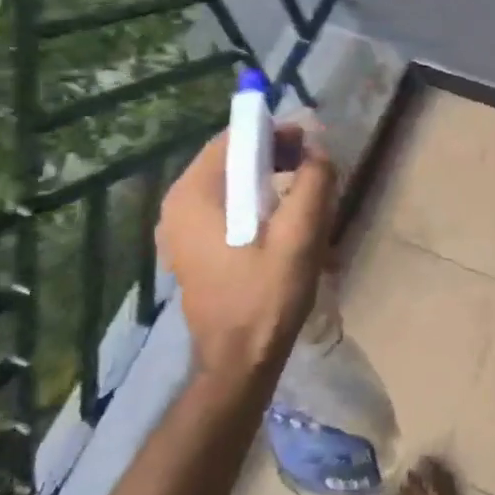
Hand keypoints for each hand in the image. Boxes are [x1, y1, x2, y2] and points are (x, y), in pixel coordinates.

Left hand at [156, 123, 336, 380]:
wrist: (239, 361)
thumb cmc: (267, 297)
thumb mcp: (300, 236)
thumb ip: (313, 183)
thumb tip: (317, 150)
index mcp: (193, 195)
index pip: (233, 139)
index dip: (275, 133)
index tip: (311, 145)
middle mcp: (177, 206)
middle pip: (230, 160)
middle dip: (274, 157)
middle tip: (314, 171)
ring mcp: (180, 230)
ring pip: (229, 184)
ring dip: (268, 181)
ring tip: (304, 198)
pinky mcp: (191, 249)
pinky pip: (225, 208)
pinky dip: (254, 204)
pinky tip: (282, 225)